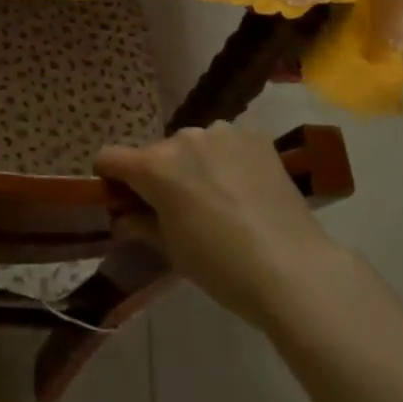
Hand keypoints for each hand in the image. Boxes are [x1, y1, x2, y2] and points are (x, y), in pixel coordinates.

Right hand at [96, 124, 337, 328]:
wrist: (293, 269)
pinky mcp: (256, 136)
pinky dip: (228, 161)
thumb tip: (124, 216)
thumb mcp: (171, 251)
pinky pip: (228, 144)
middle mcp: (183, 138)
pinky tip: (247, 191)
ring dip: (196, 165)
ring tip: (221, 200)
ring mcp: (222, 132)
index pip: (109, 157)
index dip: (110, 178)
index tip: (122, 198)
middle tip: (181, 210)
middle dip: (161, 176)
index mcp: (155, 166)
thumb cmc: (221, 266)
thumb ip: (141, 224)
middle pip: (157, 153)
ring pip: (194, 146)